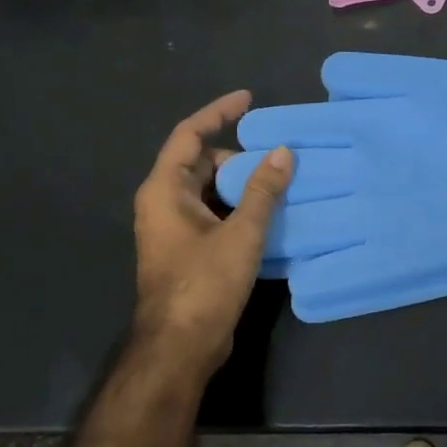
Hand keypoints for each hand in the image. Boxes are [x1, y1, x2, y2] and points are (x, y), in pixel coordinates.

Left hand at [131, 91, 291, 381]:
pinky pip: (214, 213)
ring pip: (210, 190)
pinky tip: (269, 212)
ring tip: (280, 180)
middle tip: (276, 155)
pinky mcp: (187, 250)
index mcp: (165, 190)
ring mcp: (174, 229)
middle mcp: (163, 203)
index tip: (249, 100)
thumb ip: (263, 190)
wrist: (180, 347)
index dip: (218, 112)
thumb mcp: (241, 233)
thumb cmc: (204, 283)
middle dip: (238, 155)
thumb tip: (283, 152)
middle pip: (201, 162)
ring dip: (241, 184)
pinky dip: (238, 207)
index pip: (189, 135)